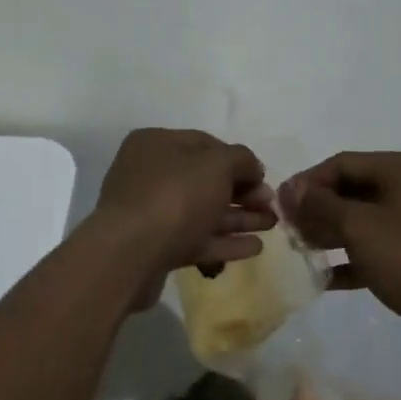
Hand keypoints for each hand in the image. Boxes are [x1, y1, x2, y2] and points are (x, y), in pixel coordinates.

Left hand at [93, 129, 275, 306]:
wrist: (130, 255)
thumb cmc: (174, 196)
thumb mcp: (216, 165)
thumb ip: (241, 159)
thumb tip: (252, 168)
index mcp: (156, 144)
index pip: (205, 144)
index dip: (238, 160)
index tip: (263, 177)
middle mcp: (149, 174)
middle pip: (205, 180)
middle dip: (242, 192)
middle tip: (270, 206)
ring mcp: (150, 213)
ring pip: (203, 211)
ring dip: (238, 218)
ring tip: (271, 226)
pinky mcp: (155, 248)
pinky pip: (196, 239)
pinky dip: (224, 242)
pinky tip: (254, 248)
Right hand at [280, 152, 400, 350]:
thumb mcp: (360, 227)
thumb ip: (321, 205)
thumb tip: (290, 189)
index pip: (342, 163)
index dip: (308, 182)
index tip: (280, 206)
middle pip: (352, 190)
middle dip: (318, 209)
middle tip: (288, 231)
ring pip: (363, 220)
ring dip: (331, 234)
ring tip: (301, 252)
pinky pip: (377, 247)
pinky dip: (352, 258)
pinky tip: (325, 279)